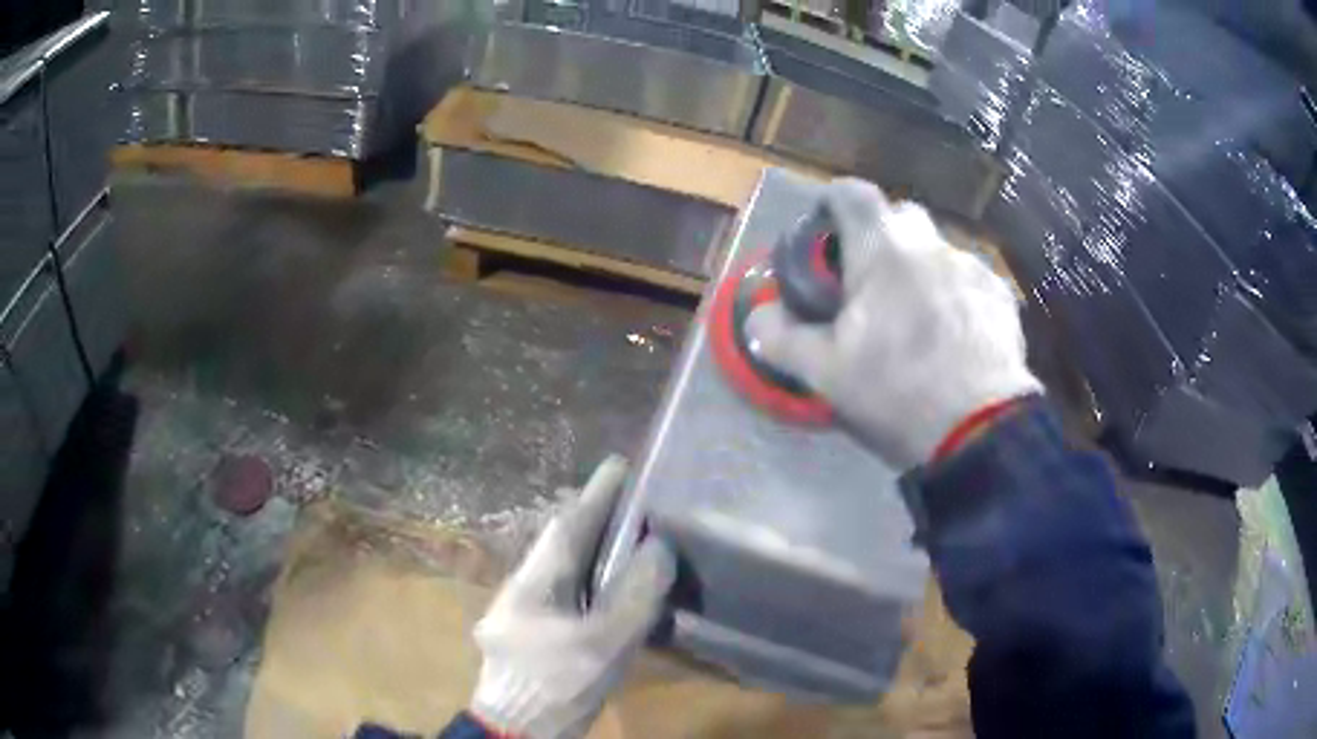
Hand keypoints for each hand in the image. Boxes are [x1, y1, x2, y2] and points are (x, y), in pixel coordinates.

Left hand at [471, 456, 675, 738]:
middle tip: (635, 499)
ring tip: (632, 534)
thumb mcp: (601, 643)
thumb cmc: (555, 683)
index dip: (595, 495)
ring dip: (595, 549)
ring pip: (564, 568)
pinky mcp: (535, 634)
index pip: (567, 526)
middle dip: (595, 519)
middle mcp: (524, 589)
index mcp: (533, 583)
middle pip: (562, 543)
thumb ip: (633, 596)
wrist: (520, 730)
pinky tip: (616, 586)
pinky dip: (594, 580)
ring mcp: (525, 613)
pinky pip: (569, 593)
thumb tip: (660, 548)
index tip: (620, 464)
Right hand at [747, 178, 1041, 469]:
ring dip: (922, 269)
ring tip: (919, 319)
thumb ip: (781, 337)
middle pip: (900, 216)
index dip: (833, 202)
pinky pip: (969, 280)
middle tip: (871, 282)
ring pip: (938, 250)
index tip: (826, 230)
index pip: (852, 194)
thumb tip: (757, 317)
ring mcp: (972, 268)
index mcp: (882, 251)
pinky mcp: (1001, 296)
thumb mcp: (825, 373)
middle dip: (881, 237)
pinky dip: (956, 294)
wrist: (981, 431)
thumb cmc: (897, 393)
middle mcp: (931, 245)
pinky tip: (956, 336)